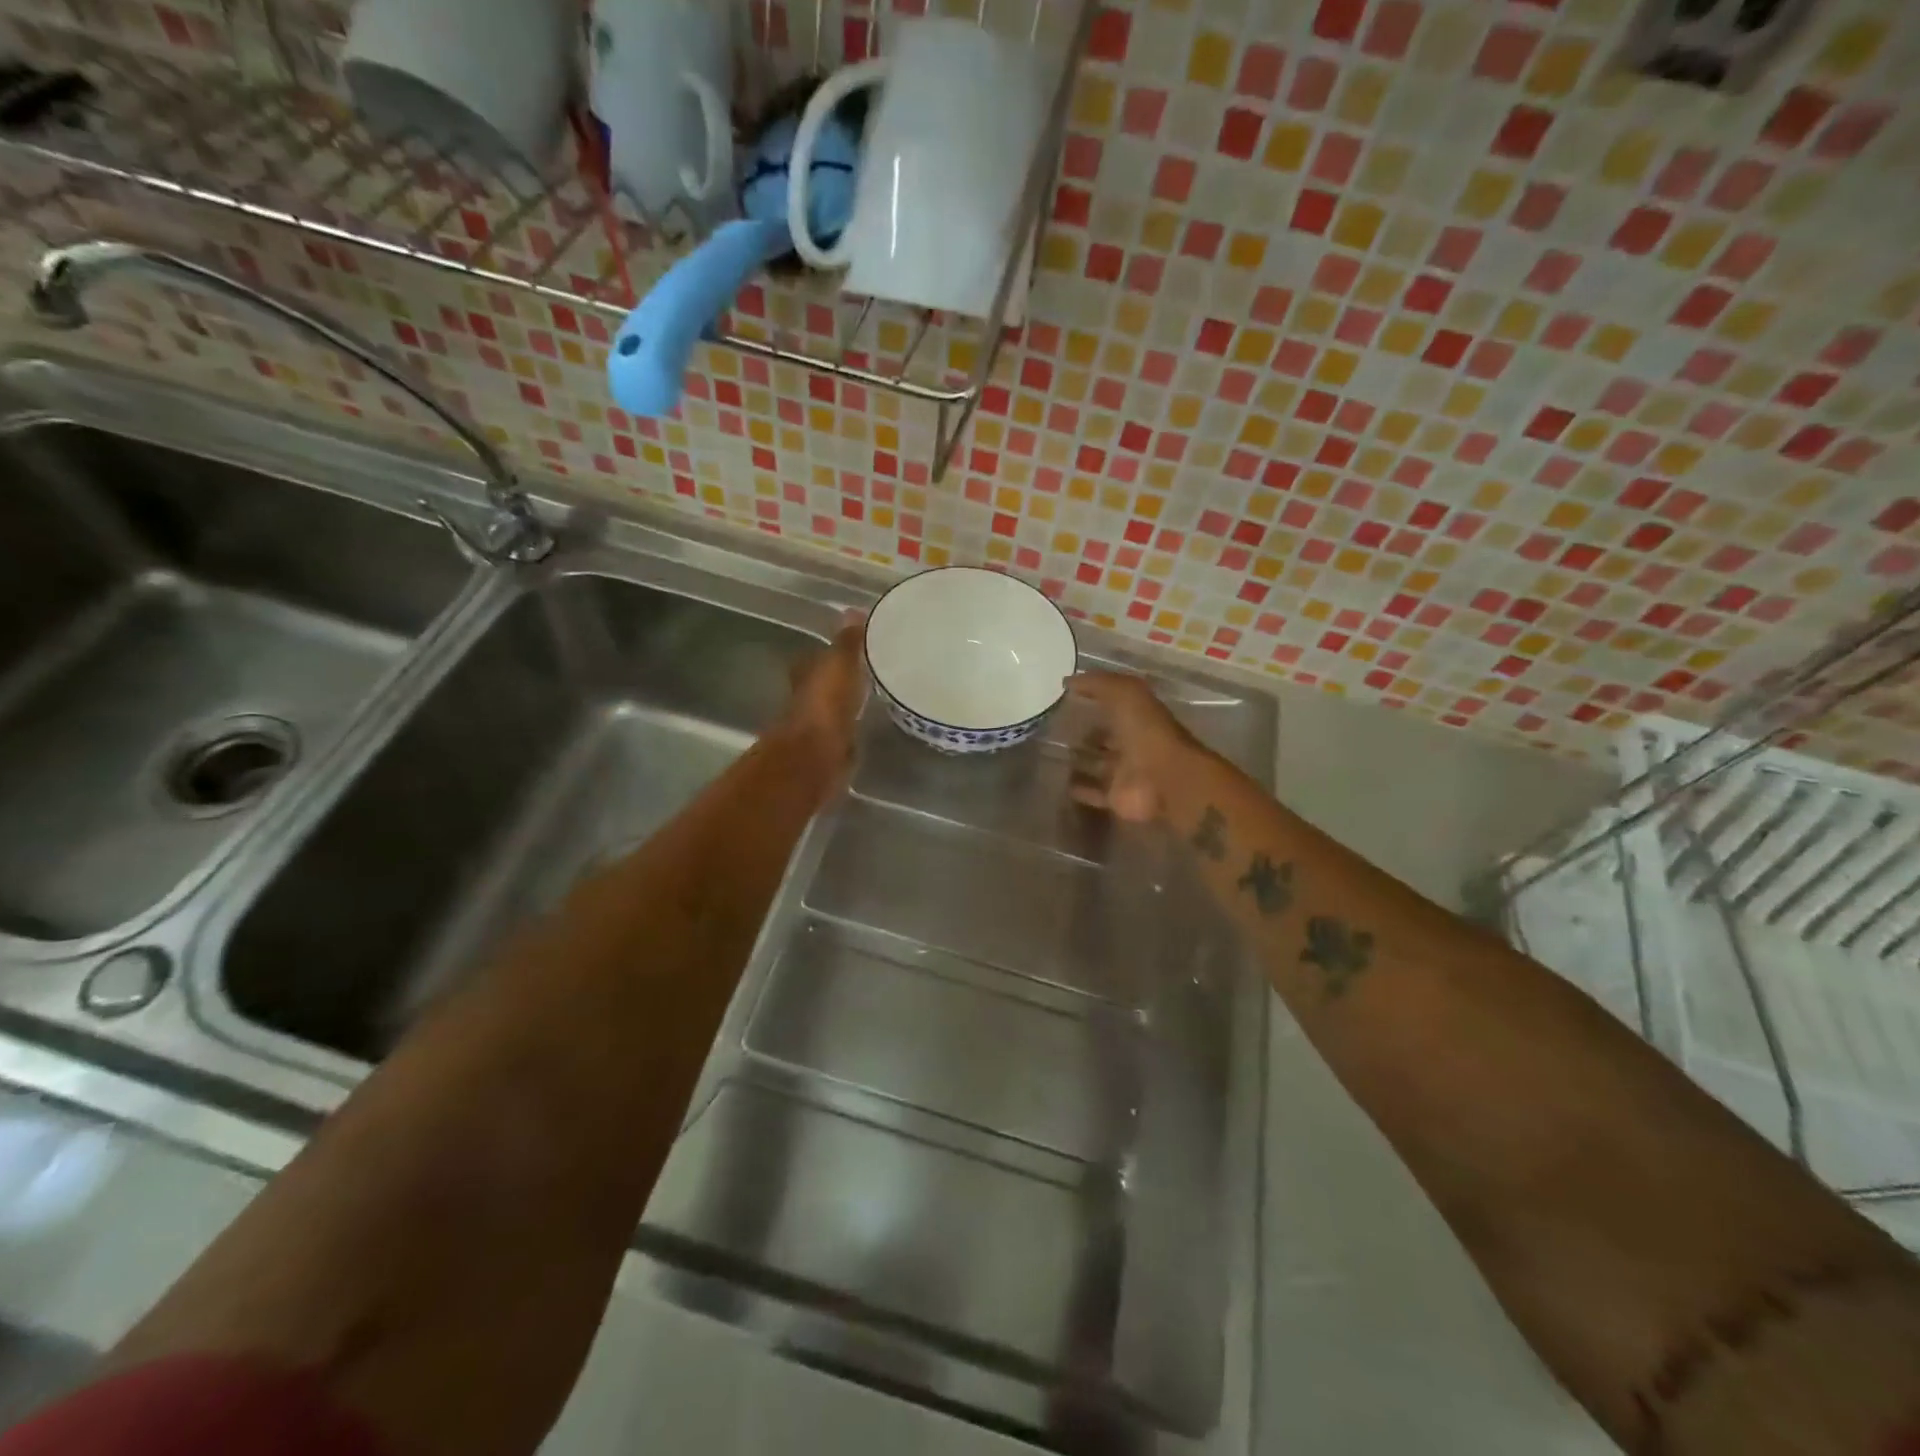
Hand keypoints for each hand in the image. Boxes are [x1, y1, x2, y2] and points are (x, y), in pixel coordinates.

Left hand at [780, 612, 868, 774]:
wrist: (817, 755)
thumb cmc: (826, 704)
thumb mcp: (841, 664)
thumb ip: (848, 641)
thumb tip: (853, 609)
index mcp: (808, 673)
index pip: (818, 655)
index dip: (834, 649)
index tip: (855, 643)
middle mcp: (809, 697)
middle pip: (826, 682)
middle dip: (843, 676)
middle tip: (871, 667)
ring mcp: (819, 725)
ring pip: (837, 705)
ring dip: (850, 700)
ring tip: (877, 692)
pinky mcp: (832, 747)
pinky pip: (846, 727)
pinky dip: (856, 722)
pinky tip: (873, 720)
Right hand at [1068, 671, 1197, 823]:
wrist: (1165, 780)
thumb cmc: (1147, 732)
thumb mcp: (1126, 695)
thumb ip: (1098, 684)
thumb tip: (1068, 681)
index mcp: (1138, 718)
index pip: (1114, 707)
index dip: (1094, 700)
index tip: (1066, 699)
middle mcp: (1132, 745)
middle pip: (1105, 738)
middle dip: (1084, 734)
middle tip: (1054, 731)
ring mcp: (1125, 773)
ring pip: (1097, 765)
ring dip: (1079, 761)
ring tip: (1050, 756)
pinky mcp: (1116, 798)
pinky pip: (1094, 793)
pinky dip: (1079, 789)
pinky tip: (1059, 783)